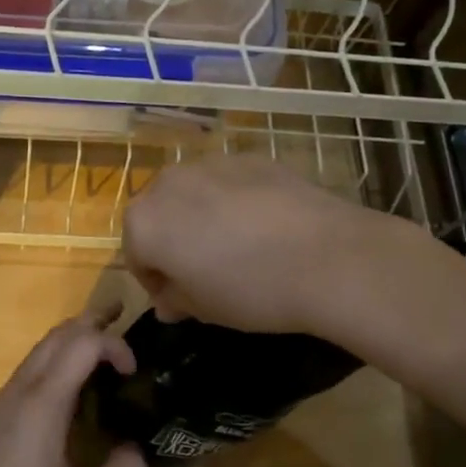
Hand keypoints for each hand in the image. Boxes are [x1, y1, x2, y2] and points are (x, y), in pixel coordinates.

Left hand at [0, 310, 147, 466]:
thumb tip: (137, 451)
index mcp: (44, 402)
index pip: (83, 343)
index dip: (115, 345)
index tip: (134, 373)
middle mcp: (22, 389)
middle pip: (59, 334)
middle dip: (93, 322)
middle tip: (124, 321)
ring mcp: (4, 399)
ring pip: (41, 348)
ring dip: (73, 339)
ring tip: (103, 348)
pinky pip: (30, 367)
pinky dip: (56, 358)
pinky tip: (71, 386)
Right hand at [122, 157, 385, 334]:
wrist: (329, 257)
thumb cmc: (252, 290)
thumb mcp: (205, 309)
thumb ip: (176, 299)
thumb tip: (169, 300)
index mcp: (145, 222)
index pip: (136, 256)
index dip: (156, 281)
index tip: (180, 300)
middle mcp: (168, 183)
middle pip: (159, 216)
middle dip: (174, 242)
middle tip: (206, 272)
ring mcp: (212, 163)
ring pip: (193, 195)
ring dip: (202, 218)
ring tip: (238, 247)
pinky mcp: (251, 157)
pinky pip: (229, 184)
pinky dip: (235, 202)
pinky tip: (266, 227)